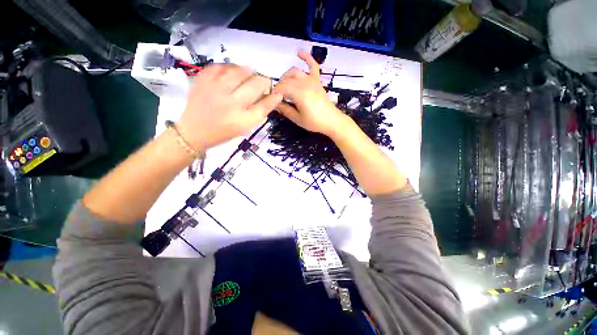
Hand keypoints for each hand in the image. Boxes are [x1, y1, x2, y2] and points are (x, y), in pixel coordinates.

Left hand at [178, 64, 281, 150]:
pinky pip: (221, 66)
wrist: (193, 131)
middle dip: (263, 82)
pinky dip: (231, 66)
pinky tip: (233, 71)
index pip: (264, 106)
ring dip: (249, 71)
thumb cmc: (223, 133)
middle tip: (263, 83)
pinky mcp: (202, 81)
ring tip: (250, 74)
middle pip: (255, 85)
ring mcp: (215, 90)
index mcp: (242, 120)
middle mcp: (230, 104)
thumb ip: (257, 113)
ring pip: (239, 71)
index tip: (277, 94)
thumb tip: (269, 97)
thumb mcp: (244, 128)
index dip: (273, 98)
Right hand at [273, 50, 347, 136]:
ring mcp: (312, 80)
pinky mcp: (317, 80)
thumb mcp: (297, 119)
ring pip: (295, 72)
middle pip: (286, 80)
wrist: (332, 121)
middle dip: (279, 87)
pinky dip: (306, 57)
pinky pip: (313, 65)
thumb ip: (285, 110)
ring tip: (283, 85)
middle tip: (277, 98)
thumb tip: (275, 104)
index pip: (281, 89)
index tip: (271, 100)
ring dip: (286, 76)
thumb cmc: (315, 122)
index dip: (274, 94)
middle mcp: (304, 83)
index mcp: (299, 94)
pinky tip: (298, 52)